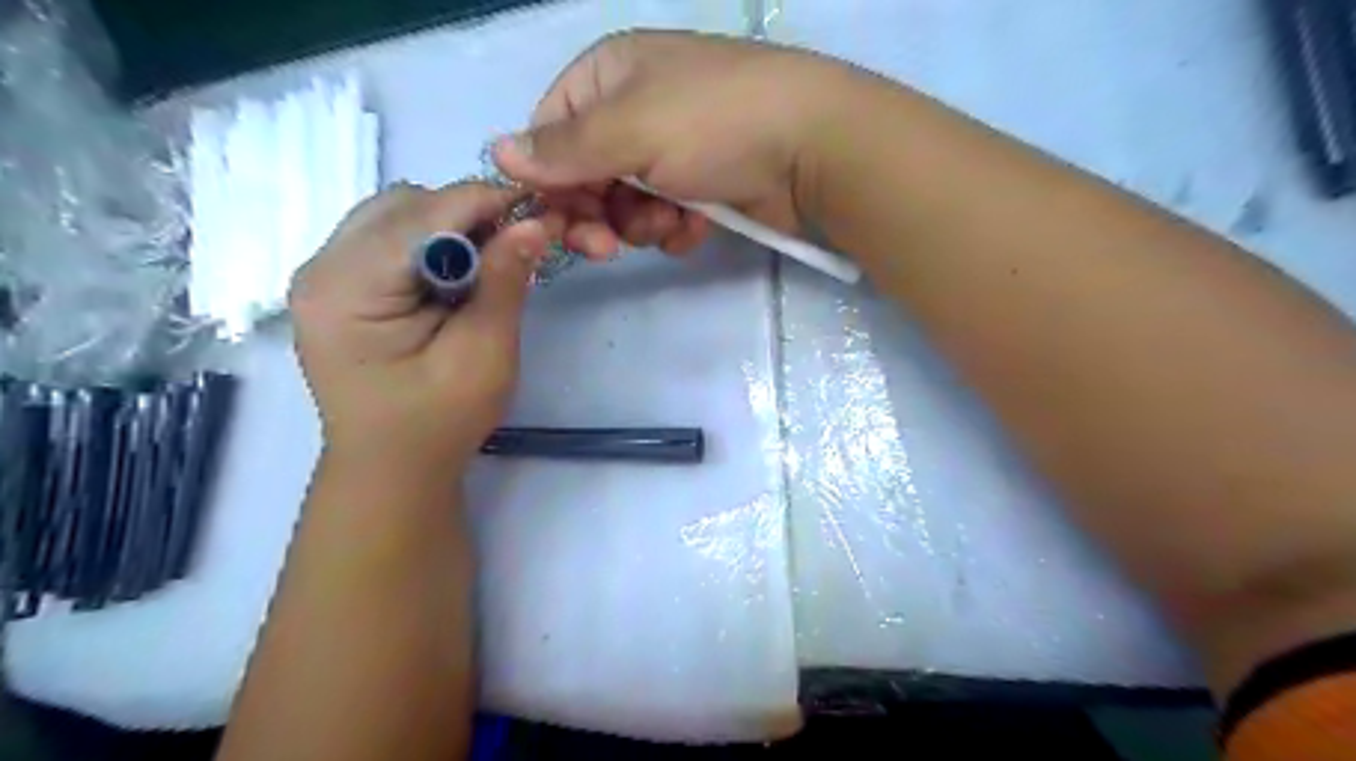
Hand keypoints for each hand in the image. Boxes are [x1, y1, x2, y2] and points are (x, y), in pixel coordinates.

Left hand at [292, 182, 549, 469]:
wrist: (393, 468)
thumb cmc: (440, 421)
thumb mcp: (484, 353)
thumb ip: (505, 282)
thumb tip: (536, 221)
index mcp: (348, 289)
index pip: (423, 215)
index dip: (486, 201)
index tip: (540, 208)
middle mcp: (321, 268)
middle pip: (403, 204)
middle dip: (466, 214)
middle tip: (513, 245)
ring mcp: (322, 275)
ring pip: (395, 213)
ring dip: (448, 226)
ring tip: (486, 264)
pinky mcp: (337, 285)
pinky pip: (388, 237)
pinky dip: (430, 242)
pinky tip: (455, 275)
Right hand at [493, 30, 849, 261]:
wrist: (813, 148)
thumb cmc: (715, 124)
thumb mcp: (631, 129)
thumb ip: (563, 149)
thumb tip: (497, 153)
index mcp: (610, 77)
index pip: (551, 133)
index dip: (550, 180)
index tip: (557, 220)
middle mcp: (636, 110)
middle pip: (586, 175)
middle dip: (595, 214)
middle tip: (605, 246)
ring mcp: (672, 151)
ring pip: (625, 204)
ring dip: (639, 224)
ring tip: (669, 223)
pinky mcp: (702, 187)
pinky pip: (665, 217)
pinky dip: (674, 229)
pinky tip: (695, 228)